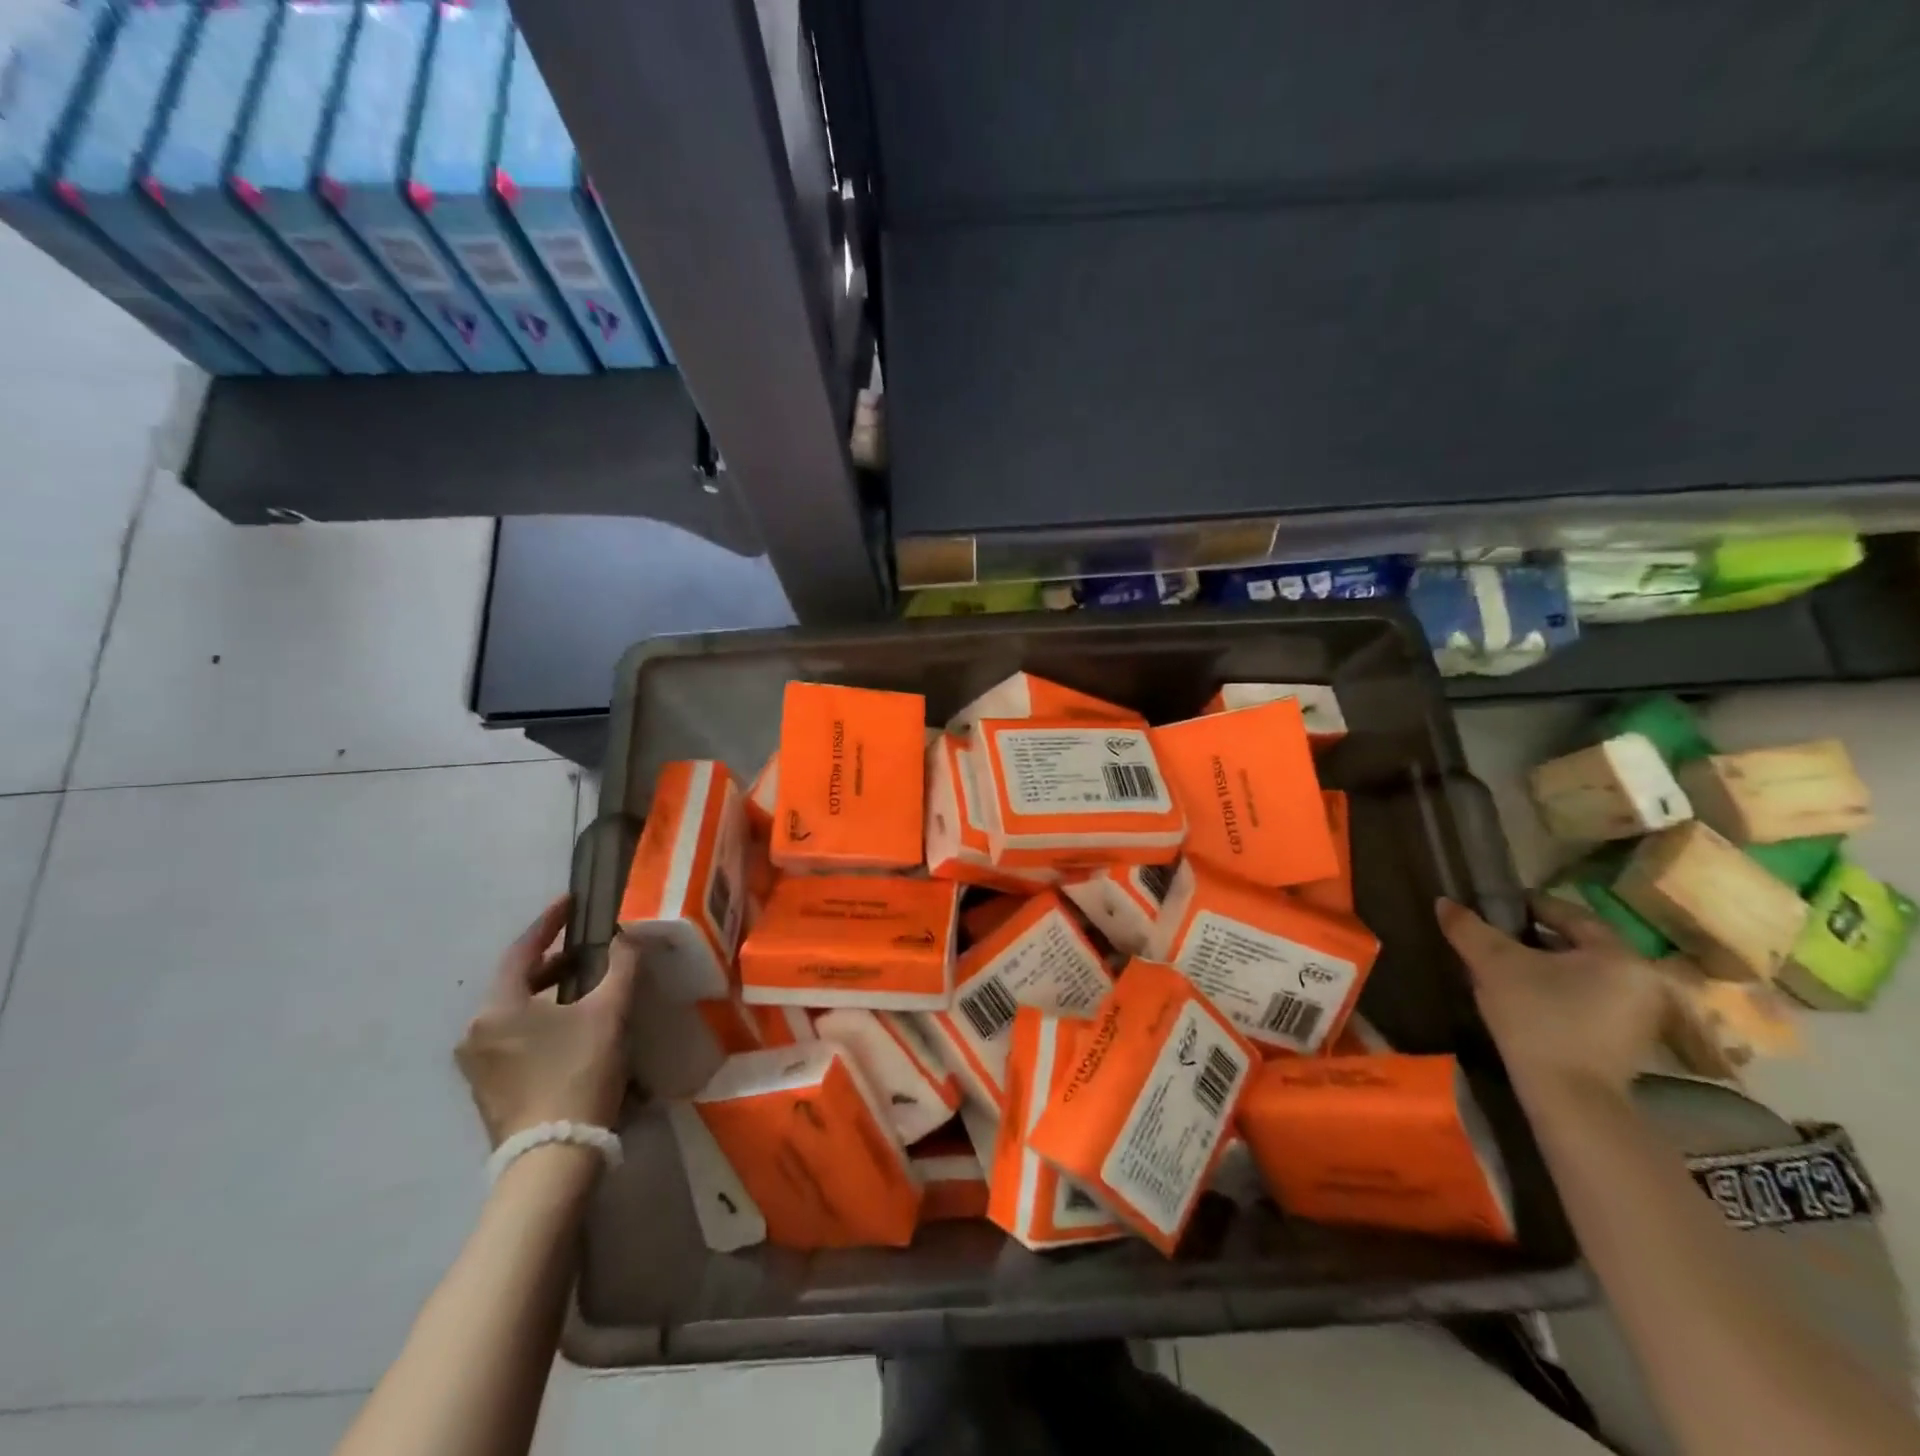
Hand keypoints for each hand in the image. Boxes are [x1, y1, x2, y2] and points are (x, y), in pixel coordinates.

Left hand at [454, 896, 639, 1145]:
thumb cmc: (579, 1074)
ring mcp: (477, 1065)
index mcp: (497, 1008)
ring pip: (515, 1011)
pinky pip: (514, 1037)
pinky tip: (572, 1025)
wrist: (554, 1159)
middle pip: (516, 981)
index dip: (549, 922)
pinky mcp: (488, 1089)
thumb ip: (621, 967)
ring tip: (586, 984)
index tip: (571, 902)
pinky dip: (541, 1020)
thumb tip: (627, 936)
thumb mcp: (609, 1014)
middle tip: (587, 947)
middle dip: (553, 961)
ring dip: (548, 992)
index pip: (523, 950)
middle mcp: (476, 1032)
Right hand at [1436, 894, 1665, 1101]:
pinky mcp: (1627, 1041)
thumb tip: (1444, 902)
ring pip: (1580, 974)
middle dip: (1531, 939)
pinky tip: (1523, 1000)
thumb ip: (1469, 928)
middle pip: (1575, 944)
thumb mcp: (1494, 964)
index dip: (1524, 906)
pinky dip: (1556, 992)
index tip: (1490, 909)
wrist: (1568, 1097)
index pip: (1568, 913)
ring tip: (1501, 969)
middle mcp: (1641, 979)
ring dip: (1543, 967)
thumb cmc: (1537, 1017)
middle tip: (1491, 940)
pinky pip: (1586, 1000)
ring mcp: (1639, 1014)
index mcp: (1618, 953)